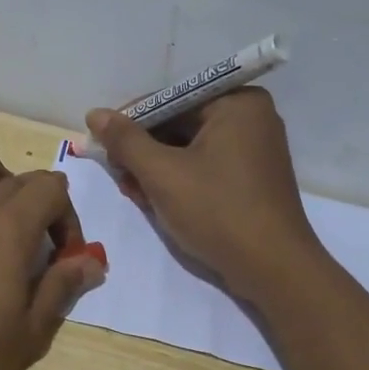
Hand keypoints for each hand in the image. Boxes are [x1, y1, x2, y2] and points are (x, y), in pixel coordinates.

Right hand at [83, 89, 322, 303]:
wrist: (273, 270)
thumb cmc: (218, 211)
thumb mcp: (163, 174)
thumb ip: (126, 141)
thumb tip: (95, 114)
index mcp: (237, 103)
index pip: (170, 100)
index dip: (131, 121)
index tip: (103, 144)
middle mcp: (250, 118)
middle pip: (180, 123)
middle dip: (143, 149)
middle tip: (115, 173)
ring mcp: (253, 150)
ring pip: (189, 148)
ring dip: (156, 168)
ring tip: (131, 191)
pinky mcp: (250, 179)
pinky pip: (205, 167)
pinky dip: (178, 180)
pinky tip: (154, 200)